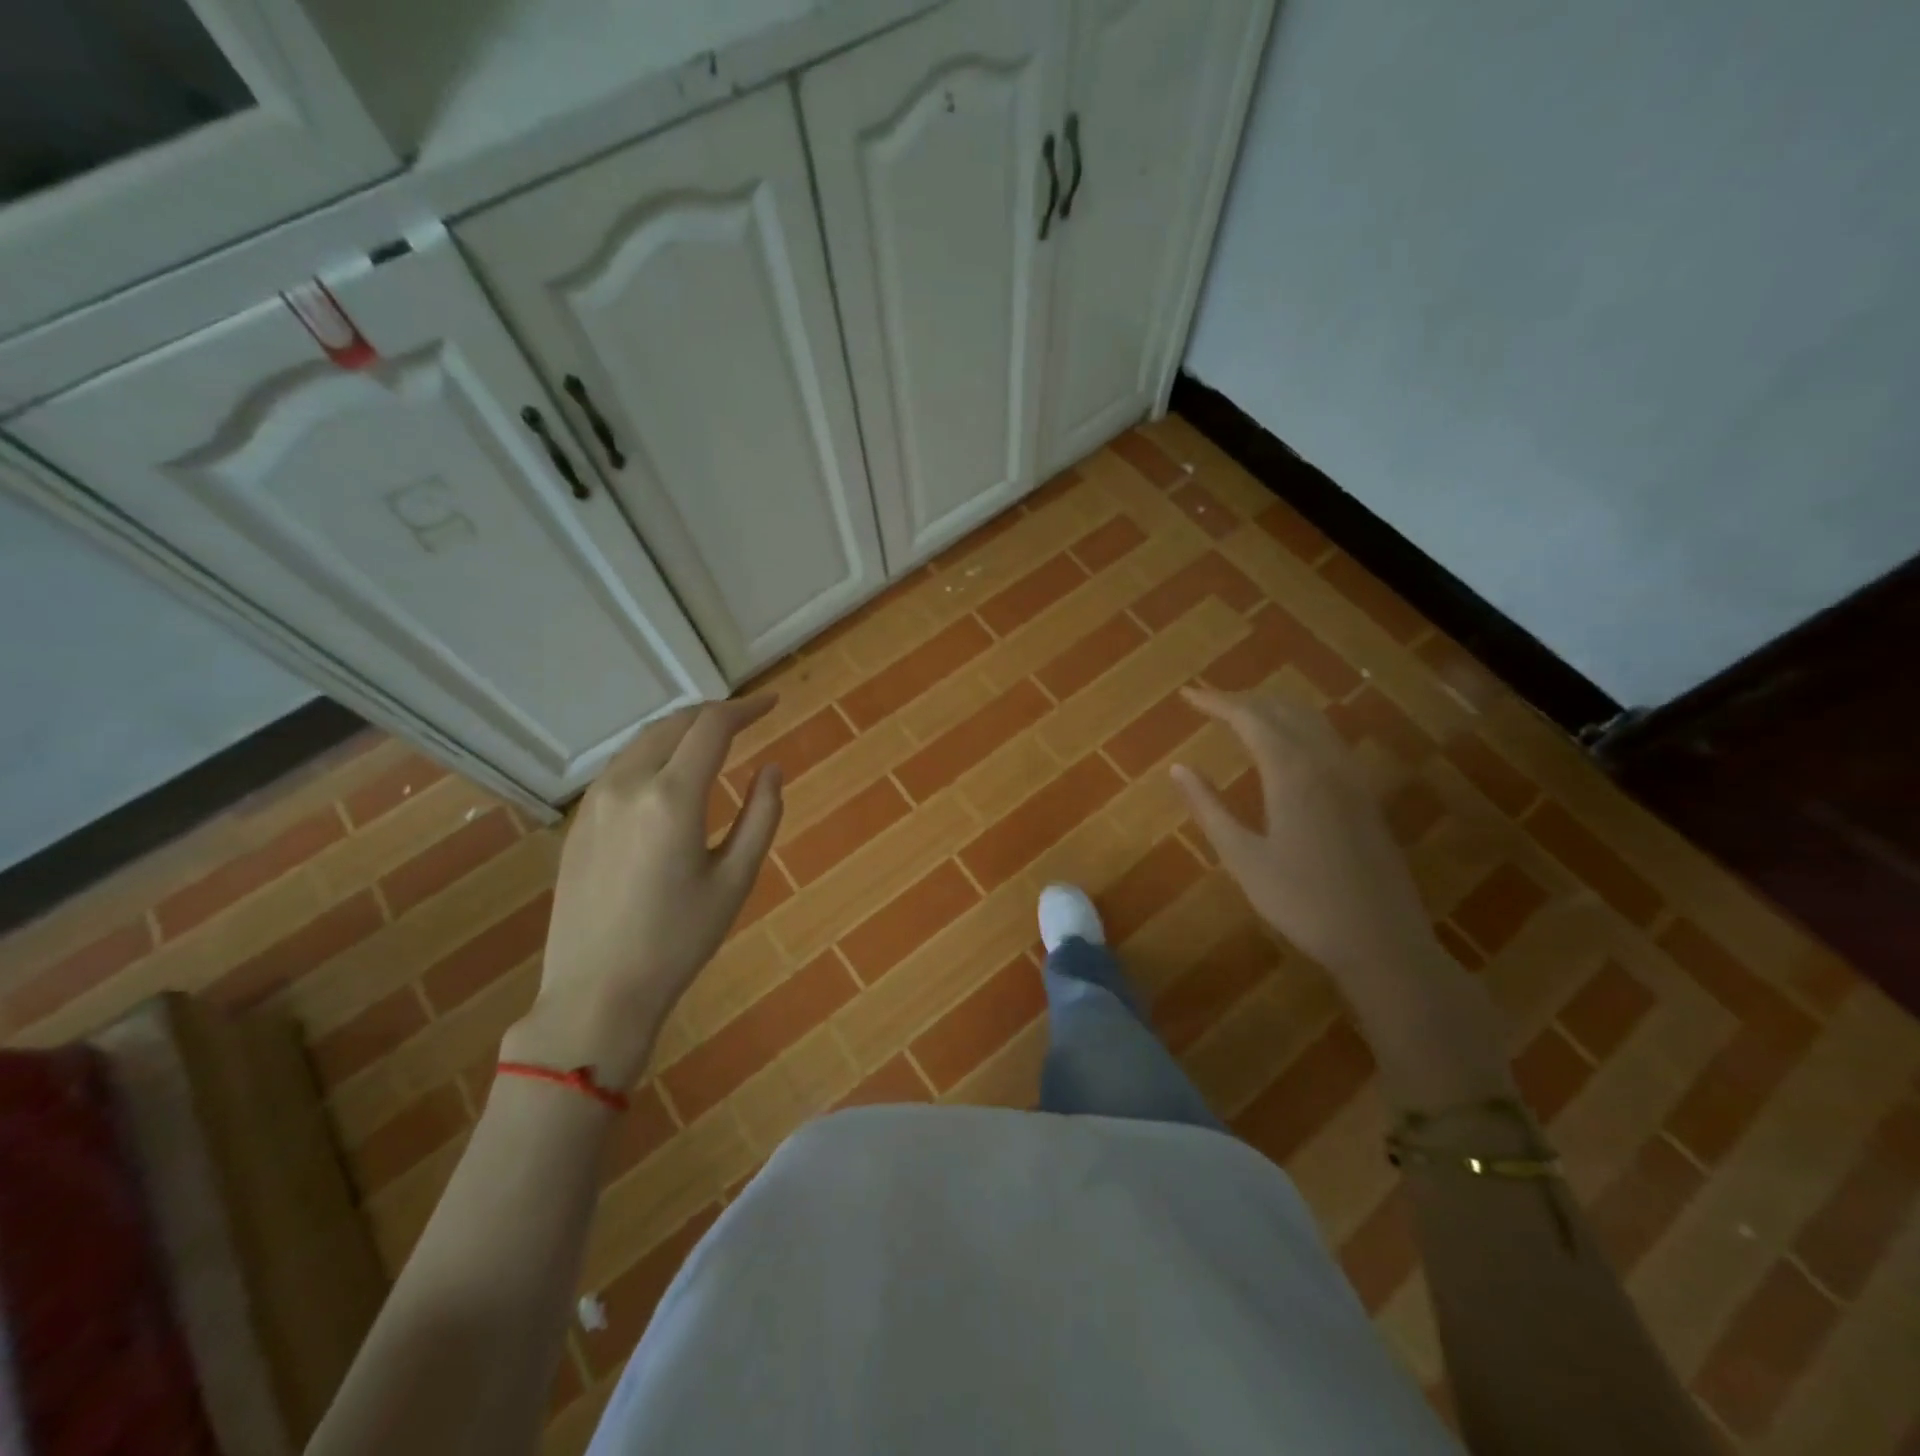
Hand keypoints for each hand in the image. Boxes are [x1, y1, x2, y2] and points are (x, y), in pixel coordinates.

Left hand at [503, 696, 783, 1089]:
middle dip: (713, 713)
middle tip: (747, 717)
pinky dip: (653, 753)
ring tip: (712, 738)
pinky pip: (621, 767)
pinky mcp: (579, 821)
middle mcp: (628, 785)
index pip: (712, 727)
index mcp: (672, 797)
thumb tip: (772, 769)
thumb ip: (761, 815)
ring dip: (681, 730)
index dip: (746, 708)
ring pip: (642, 741)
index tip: (773, 704)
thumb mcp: (736, 879)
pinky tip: (670, 772)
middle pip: (674, 724)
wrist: (597, 992)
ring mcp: (595, 801)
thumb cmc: (678, 940)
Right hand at [1172, 687, 1438, 978]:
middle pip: (1284, 711)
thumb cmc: (1301, 903)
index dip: (1216, 702)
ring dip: (1274, 710)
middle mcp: (1326, 763)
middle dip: (1244, 700)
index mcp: (1292, 773)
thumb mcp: (1243, 858)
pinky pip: (1328, 740)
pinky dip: (1298, 728)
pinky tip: (1287, 747)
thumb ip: (1209, 807)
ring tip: (1242, 716)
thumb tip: (1178, 768)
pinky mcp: (1365, 796)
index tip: (1187, 695)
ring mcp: (1352, 778)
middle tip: (1209, 703)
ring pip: (1312, 721)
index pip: (1250, 718)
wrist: (1382, 941)